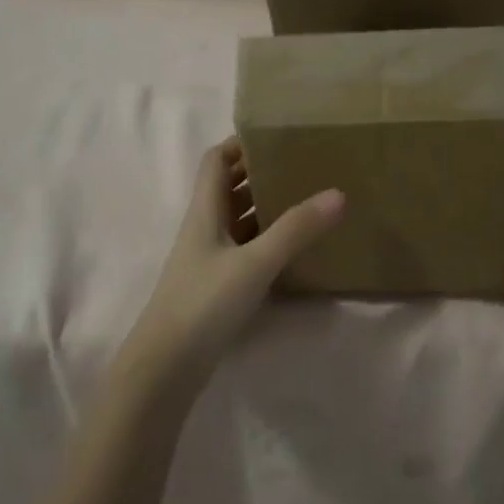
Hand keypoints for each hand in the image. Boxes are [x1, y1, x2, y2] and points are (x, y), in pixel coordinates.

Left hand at [126, 137, 344, 383]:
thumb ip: (296, 229)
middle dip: (259, 171)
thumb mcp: (255, 263)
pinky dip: (266, 238)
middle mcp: (204, 228)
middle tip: (301, 163)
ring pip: (237, 218)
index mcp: (205, 211)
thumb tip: (338, 193)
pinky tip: (292, 245)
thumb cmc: (204, 303)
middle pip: (228, 187)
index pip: (215, 160)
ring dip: (264, 205)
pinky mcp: (217, 285)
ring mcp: (209, 258)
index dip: (240, 144)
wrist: (166, 367)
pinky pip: (244, 248)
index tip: (277, 136)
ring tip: (305, 197)